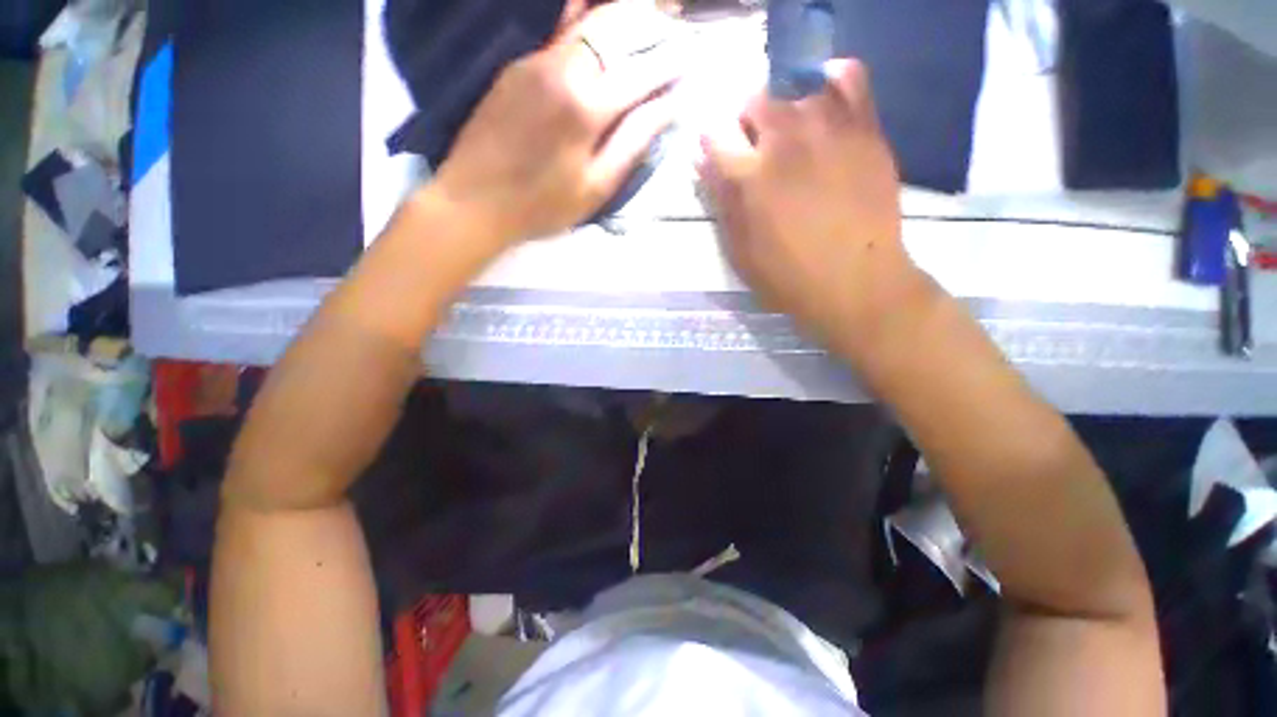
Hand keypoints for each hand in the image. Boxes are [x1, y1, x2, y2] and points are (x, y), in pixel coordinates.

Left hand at [433, 1, 679, 244]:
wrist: (475, 201)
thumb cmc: (542, 206)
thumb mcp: (596, 187)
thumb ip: (633, 143)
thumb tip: (668, 108)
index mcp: (587, 107)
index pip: (641, 72)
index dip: (671, 63)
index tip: (692, 57)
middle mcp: (563, 69)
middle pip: (615, 27)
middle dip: (650, 19)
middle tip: (675, 16)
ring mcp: (535, 61)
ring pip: (586, 22)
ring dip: (621, 13)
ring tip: (648, 11)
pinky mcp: (517, 65)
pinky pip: (559, 32)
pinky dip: (585, 18)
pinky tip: (597, 15)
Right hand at [699, 59, 930, 363]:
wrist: (855, 282)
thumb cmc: (787, 276)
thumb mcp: (739, 250)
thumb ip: (721, 202)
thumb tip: (704, 162)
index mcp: (750, 176)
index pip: (714, 135)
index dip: (712, 146)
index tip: (717, 159)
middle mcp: (786, 140)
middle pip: (754, 102)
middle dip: (747, 127)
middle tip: (756, 156)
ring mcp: (830, 128)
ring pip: (796, 92)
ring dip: (786, 114)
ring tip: (793, 143)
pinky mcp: (865, 129)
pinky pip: (850, 79)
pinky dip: (833, 82)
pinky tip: (826, 105)